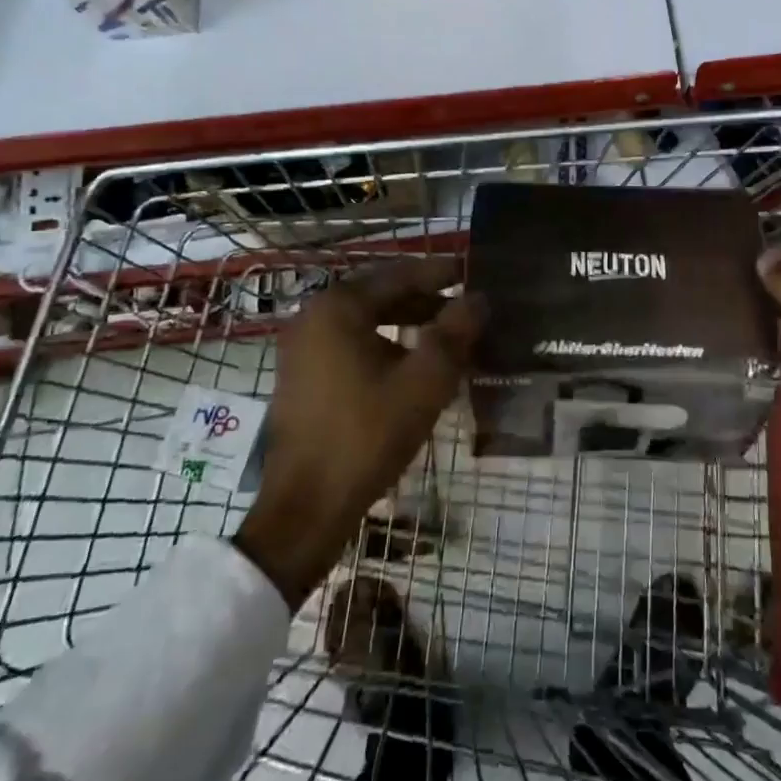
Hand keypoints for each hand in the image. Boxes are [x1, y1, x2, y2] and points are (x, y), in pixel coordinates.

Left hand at [233, 259, 483, 607]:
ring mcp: (302, 347)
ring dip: (406, 323)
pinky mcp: (301, 375)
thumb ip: (454, 334)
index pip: (398, 275)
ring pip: (365, 320)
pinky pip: (350, 342)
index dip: (439, 273)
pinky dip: (383, 343)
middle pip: (380, 294)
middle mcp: (313, 316)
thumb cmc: (367, 437)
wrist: (306, 509)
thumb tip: (479, 298)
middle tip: (464, 308)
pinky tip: (412, 366)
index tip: (471, 272)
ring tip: (445, 337)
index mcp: (338, 308)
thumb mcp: (424, 383)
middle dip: (424, 299)